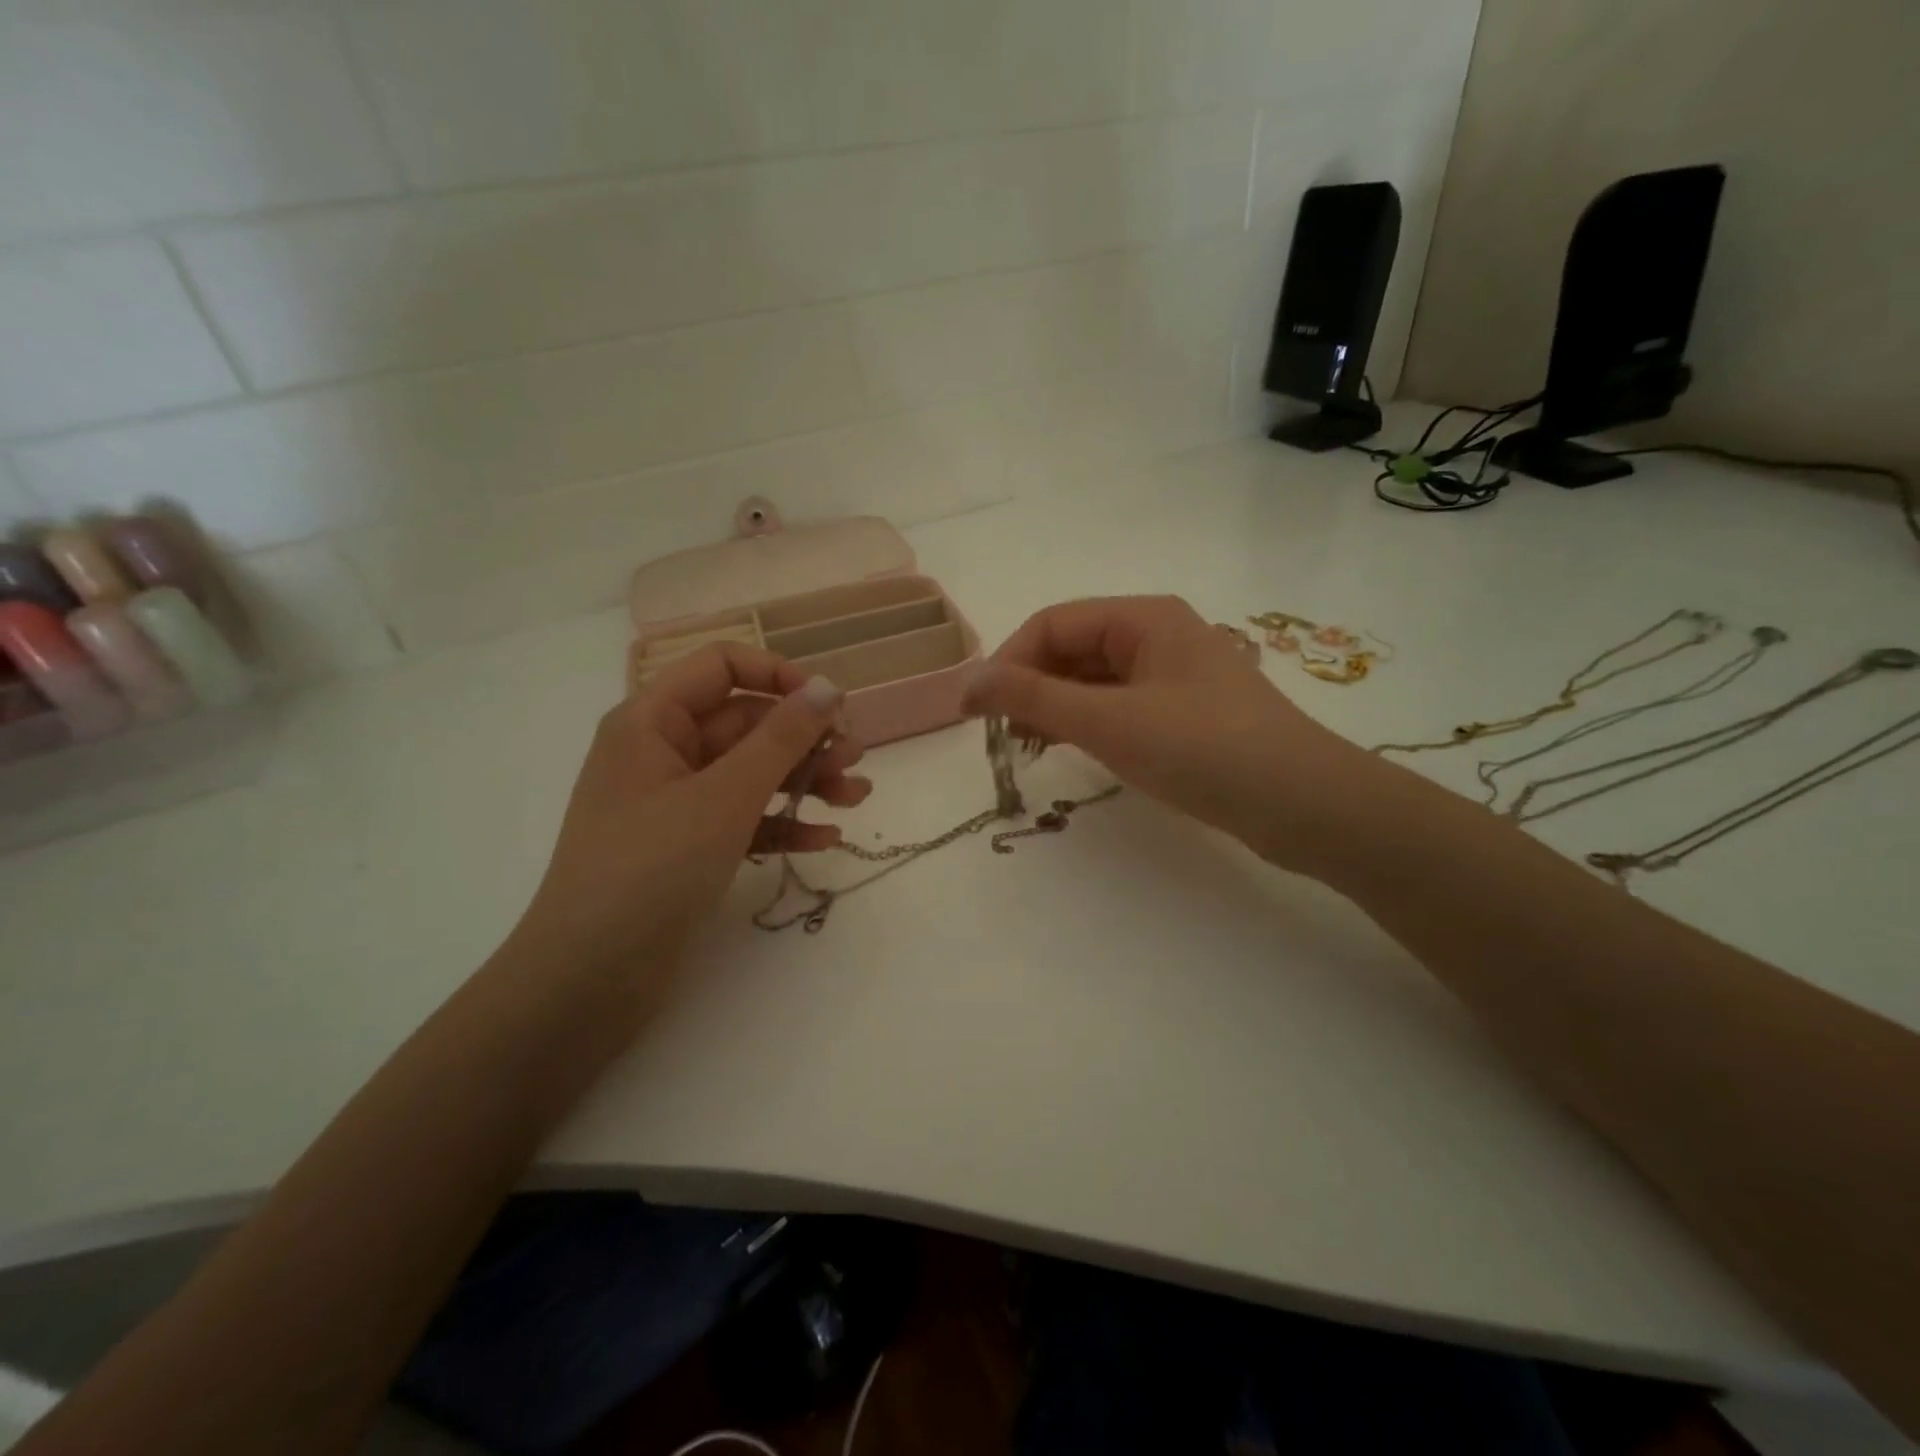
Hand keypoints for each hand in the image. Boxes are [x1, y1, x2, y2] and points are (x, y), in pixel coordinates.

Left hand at [513, 644, 867, 978]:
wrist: (589, 979)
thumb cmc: (652, 868)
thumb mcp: (725, 796)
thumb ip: (781, 738)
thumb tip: (827, 686)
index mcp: (653, 721)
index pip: (722, 666)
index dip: (779, 675)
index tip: (829, 704)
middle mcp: (662, 752)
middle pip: (746, 723)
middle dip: (805, 739)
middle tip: (857, 760)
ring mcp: (676, 802)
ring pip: (752, 773)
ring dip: (805, 781)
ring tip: (858, 797)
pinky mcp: (689, 846)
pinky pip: (745, 818)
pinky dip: (783, 823)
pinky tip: (826, 839)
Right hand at [963, 596, 1381, 874]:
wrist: (1305, 805)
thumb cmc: (1203, 749)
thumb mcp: (1109, 721)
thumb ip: (1034, 698)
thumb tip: (969, 683)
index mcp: (1143, 618)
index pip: (1052, 623)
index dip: (1007, 662)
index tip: (976, 711)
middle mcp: (1158, 635)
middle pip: (1073, 648)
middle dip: (1031, 685)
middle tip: (1003, 735)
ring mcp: (1174, 675)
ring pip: (1095, 679)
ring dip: (1056, 707)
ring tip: (1030, 747)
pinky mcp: (1185, 713)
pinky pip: (1120, 705)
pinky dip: (1088, 723)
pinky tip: (1072, 750)